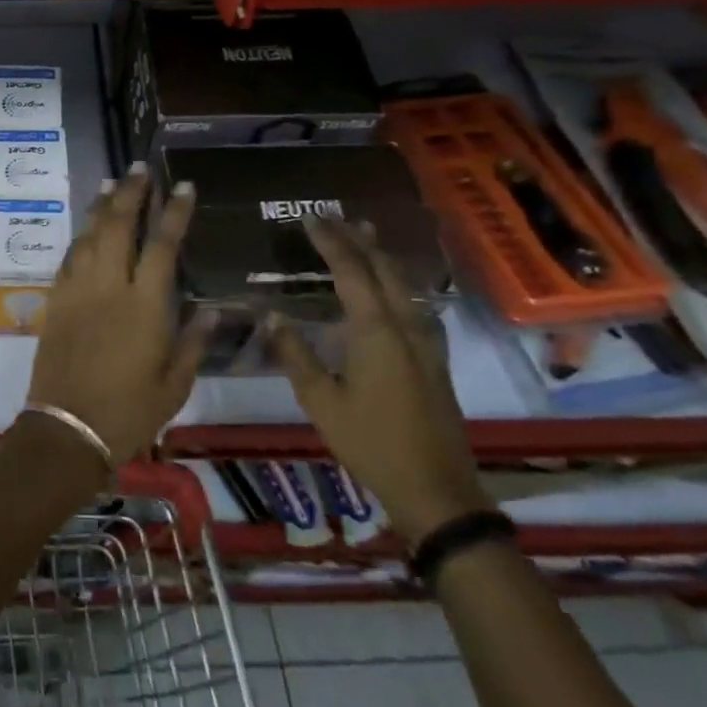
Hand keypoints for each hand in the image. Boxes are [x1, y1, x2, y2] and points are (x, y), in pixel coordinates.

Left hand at [27, 164, 212, 464]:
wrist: (67, 429)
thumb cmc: (129, 412)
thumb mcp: (175, 384)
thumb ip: (195, 342)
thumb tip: (216, 309)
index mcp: (145, 307)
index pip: (163, 246)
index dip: (174, 212)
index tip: (183, 185)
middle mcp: (109, 288)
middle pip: (119, 226)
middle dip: (131, 193)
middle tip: (139, 168)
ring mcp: (78, 292)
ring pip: (90, 236)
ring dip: (102, 206)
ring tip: (112, 183)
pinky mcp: (57, 302)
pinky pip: (69, 258)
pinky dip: (81, 237)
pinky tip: (87, 228)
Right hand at [264, 217, 489, 545]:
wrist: (435, 489)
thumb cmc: (370, 443)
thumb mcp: (321, 401)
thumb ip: (295, 354)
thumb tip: (271, 315)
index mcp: (376, 331)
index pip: (351, 271)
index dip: (330, 242)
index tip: (310, 218)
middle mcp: (405, 327)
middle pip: (383, 270)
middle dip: (358, 240)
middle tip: (336, 217)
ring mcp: (426, 343)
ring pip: (404, 285)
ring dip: (381, 258)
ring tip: (364, 237)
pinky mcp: (434, 359)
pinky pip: (413, 304)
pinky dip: (395, 283)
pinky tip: (391, 290)